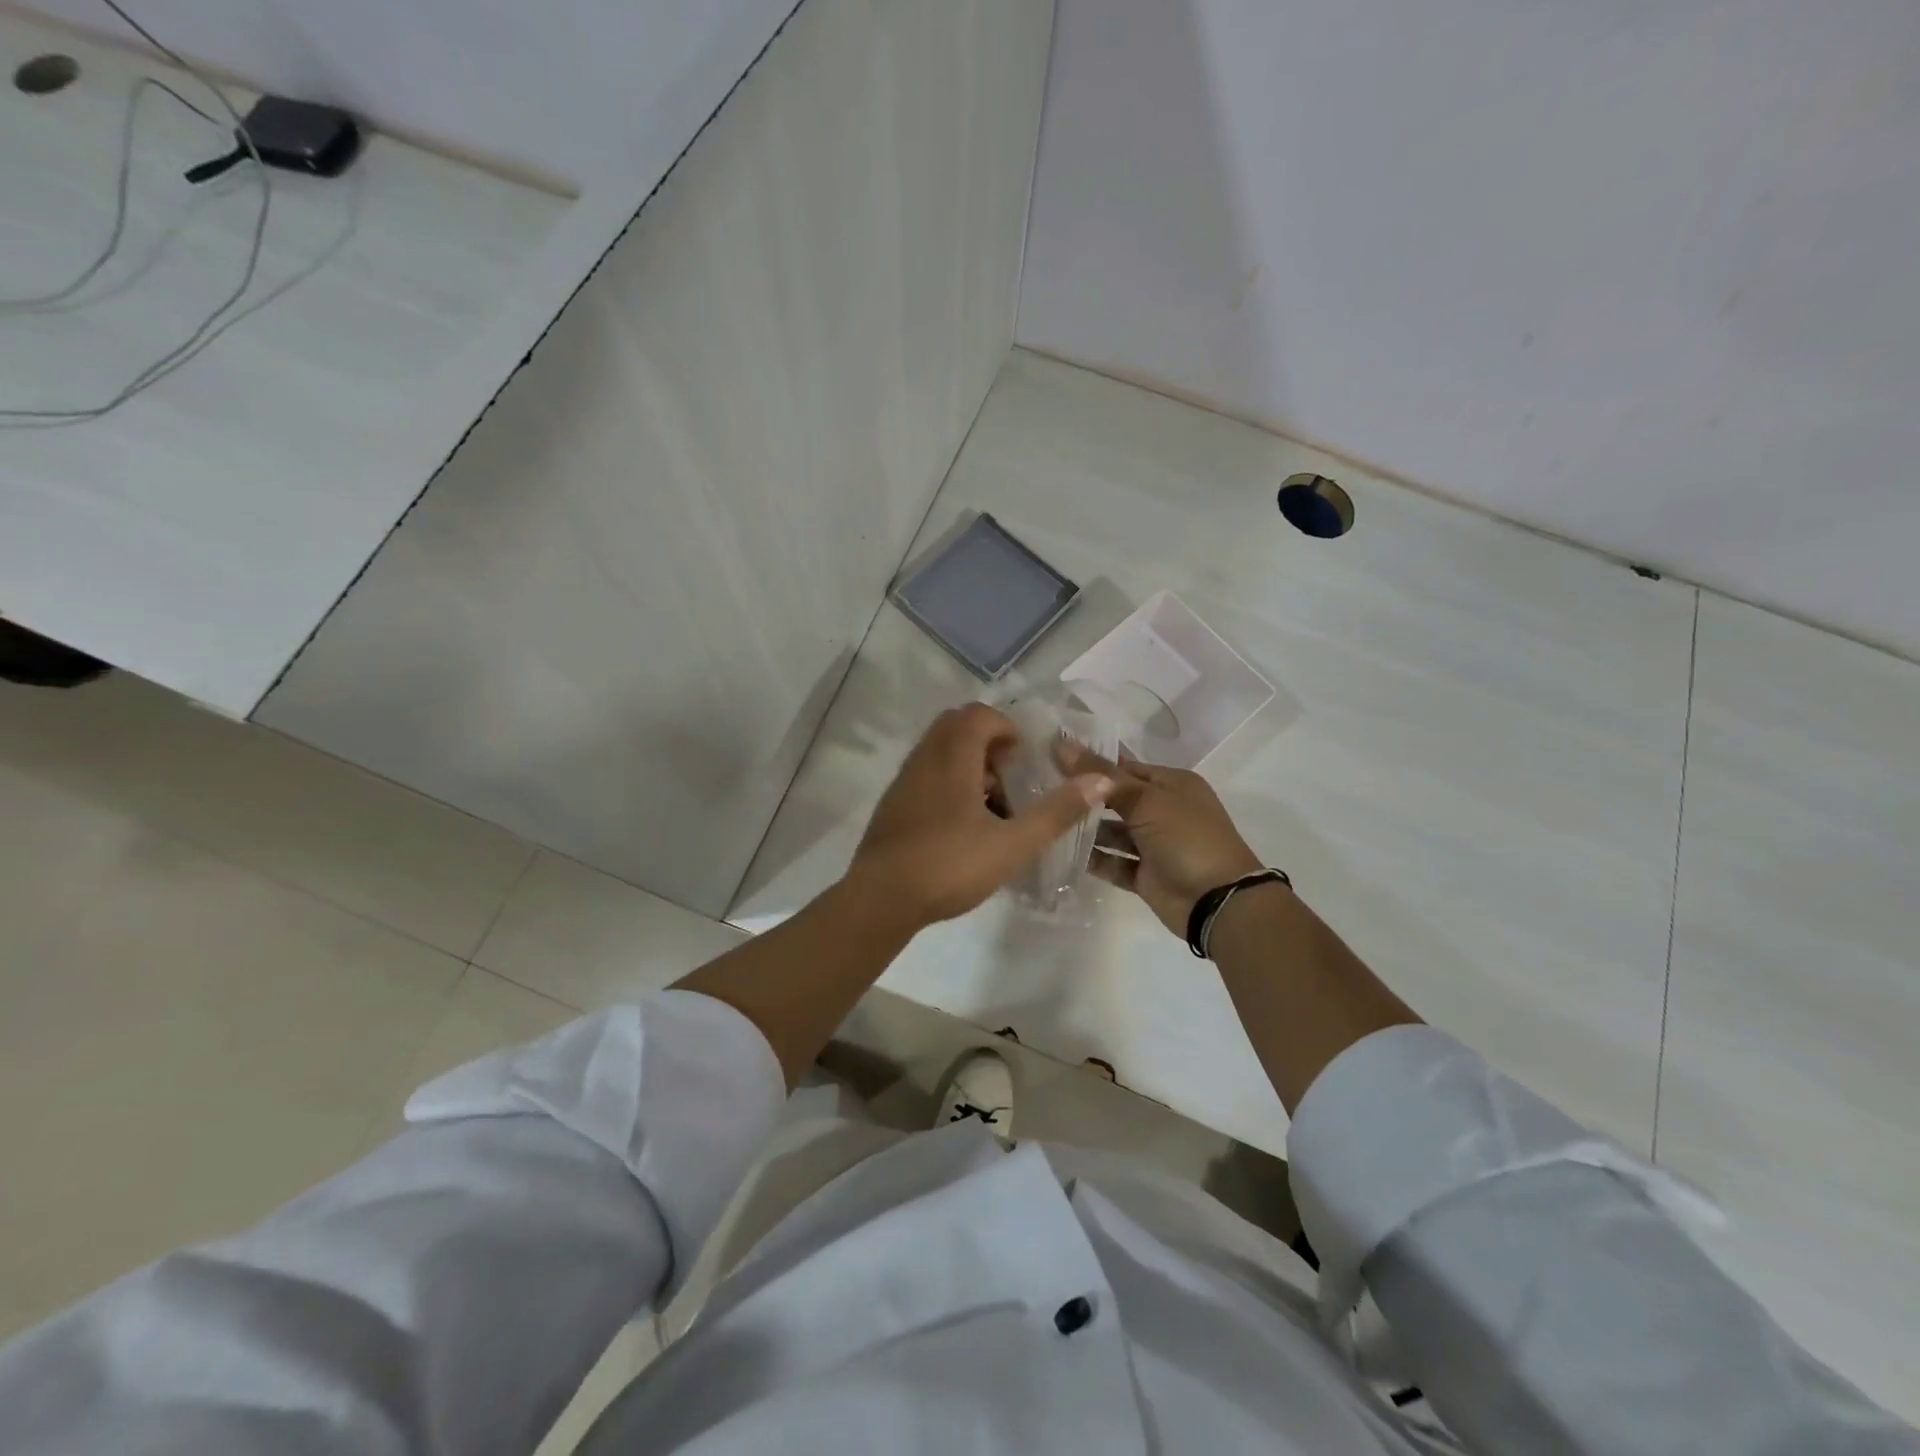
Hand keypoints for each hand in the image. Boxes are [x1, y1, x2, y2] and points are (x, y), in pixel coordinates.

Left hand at [847, 704, 1112, 931]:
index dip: (1006, 729)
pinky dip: (948, 783)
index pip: (978, 714)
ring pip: (940, 751)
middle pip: (957, 726)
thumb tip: (1101, 780)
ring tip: (990, 808)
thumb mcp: (1013, 844)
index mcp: (952, 757)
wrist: (881, 899)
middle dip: (988, 745)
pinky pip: (926, 773)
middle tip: (1008, 781)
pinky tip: (961, 827)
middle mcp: (924, 758)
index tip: (1022, 762)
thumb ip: (1057, 811)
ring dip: (969, 766)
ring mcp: (904, 780)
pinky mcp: (893, 803)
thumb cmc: (949, 866)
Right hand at [1059, 743, 1263, 935]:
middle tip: (1039, 789)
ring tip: (1045, 820)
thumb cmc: (1187, 838)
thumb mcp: (1146, 800)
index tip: (1051, 759)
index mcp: (1172, 784)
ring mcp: (1154, 845)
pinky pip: (1113, 862)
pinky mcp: (1144, 875)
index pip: (1124, 767)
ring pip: (1112, 832)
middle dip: (1084, 796)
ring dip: (1085, 828)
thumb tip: (1061, 744)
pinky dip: (1092, 858)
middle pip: (1116, 798)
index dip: (1090, 763)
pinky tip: (1060, 851)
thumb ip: (1102, 776)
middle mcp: (1164, 810)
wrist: (1217, 901)